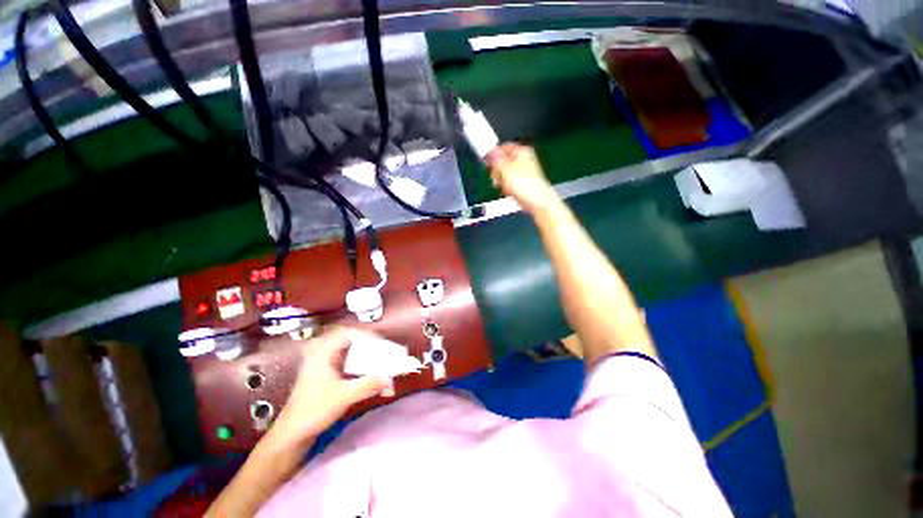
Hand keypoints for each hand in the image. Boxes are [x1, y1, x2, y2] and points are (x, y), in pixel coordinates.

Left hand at [271, 328, 388, 444]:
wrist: (291, 435)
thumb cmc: (314, 411)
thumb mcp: (343, 396)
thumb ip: (368, 384)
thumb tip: (389, 377)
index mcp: (323, 353)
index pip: (348, 333)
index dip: (367, 336)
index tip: (382, 344)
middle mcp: (323, 356)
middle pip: (351, 343)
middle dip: (370, 348)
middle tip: (385, 353)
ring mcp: (324, 367)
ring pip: (351, 355)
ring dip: (367, 359)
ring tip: (381, 365)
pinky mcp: (327, 378)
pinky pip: (349, 366)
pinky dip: (361, 369)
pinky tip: (370, 378)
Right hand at [486, 143, 557, 212]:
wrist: (537, 202)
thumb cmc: (528, 186)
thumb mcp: (506, 169)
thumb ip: (496, 159)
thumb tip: (489, 152)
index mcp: (521, 151)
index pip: (502, 147)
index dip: (494, 155)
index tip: (488, 162)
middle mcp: (522, 161)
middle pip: (501, 162)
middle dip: (497, 171)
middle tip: (498, 176)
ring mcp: (521, 173)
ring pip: (503, 174)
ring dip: (501, 181)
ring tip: (505, 186)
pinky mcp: (520, 184)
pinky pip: (507, 184)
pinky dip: (506, 188)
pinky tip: (509, 191)